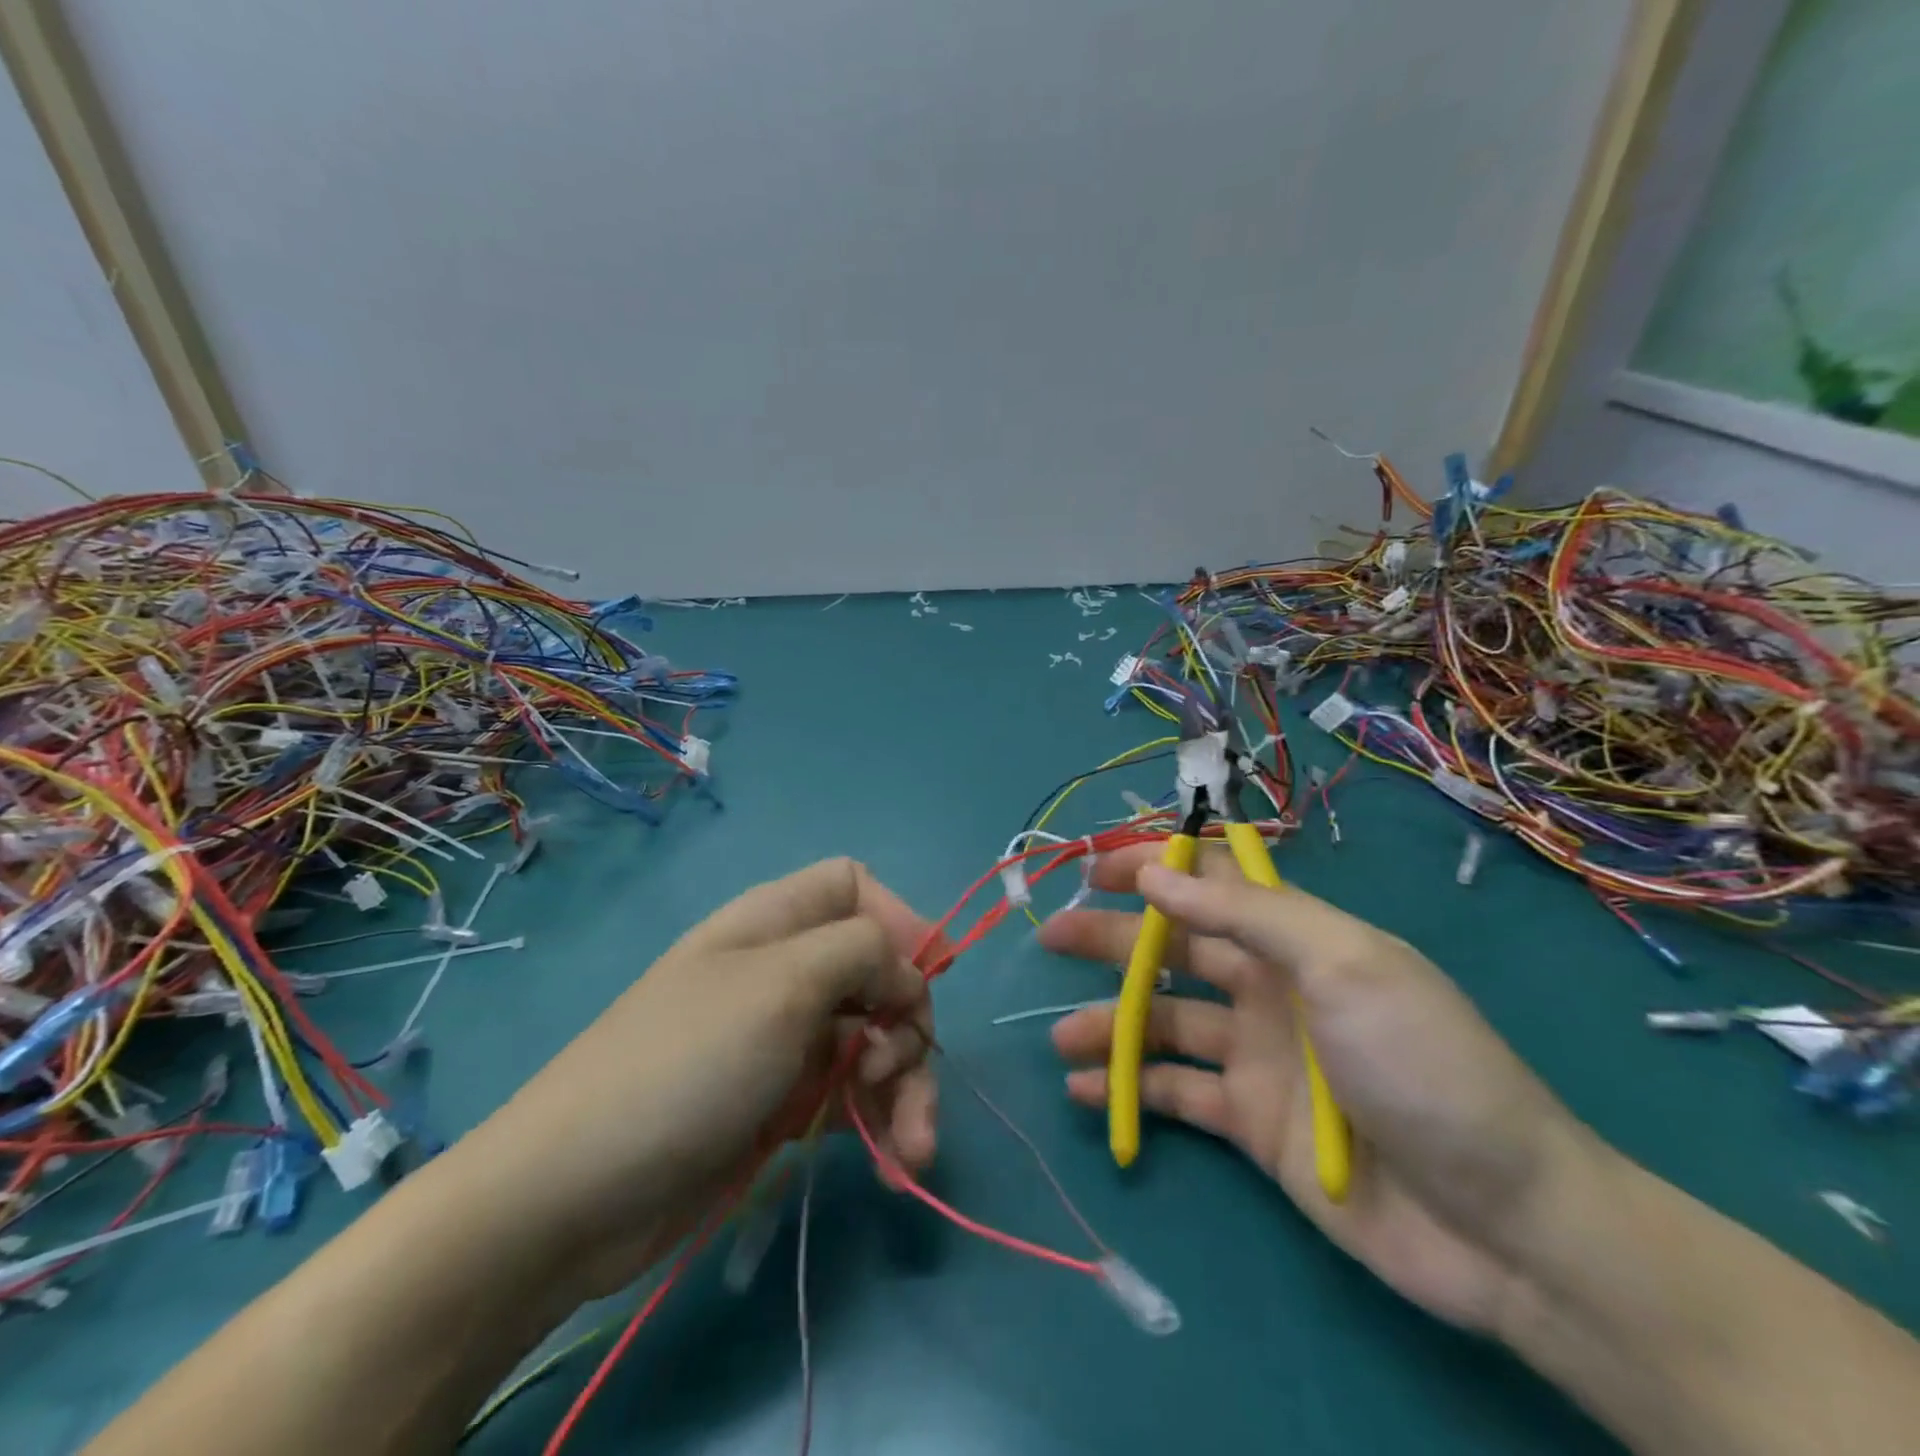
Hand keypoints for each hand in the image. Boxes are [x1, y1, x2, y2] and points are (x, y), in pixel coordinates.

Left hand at [455, 858, 940, 1298]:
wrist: (573, 1198)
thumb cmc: (686, 1064)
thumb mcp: (782, 984)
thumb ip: (862, 952)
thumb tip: (908, 974)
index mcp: (775, 921)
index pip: (855, 888)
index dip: (898, 921)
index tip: (929, 975)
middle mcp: (784, 970)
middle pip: (877, 971)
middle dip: (908, 1021)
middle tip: (894, 1073)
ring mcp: (783, 1039)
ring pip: (874, 1039)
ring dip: (906, 1087)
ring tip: (913, 1148)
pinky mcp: (781, 1102)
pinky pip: (852, 1094)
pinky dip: (882, 1123)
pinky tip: (898, 1165)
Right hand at [1041, 843, 1592, 1333]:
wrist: (1500, 1223)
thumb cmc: (1421, 1064)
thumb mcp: (1343, 964)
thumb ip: (1246, 915)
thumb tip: (1156, 875)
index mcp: (1297, 939)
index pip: (1212, 884)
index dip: (1155, 869)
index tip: (1096, 868)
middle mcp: (1270, 988)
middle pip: (1175, 950)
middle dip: (1112, 939)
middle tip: (1050, 937)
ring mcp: (1257, 1056)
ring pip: (1164, 1023)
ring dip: (1108, 1023)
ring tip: (1059, 1038)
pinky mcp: (1250, 1122)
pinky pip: (1176, 1093)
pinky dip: (1131, 1089)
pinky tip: (1087, 1092)